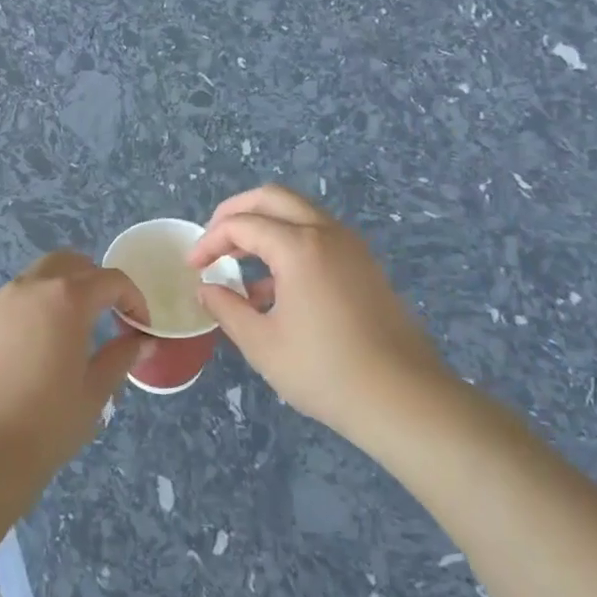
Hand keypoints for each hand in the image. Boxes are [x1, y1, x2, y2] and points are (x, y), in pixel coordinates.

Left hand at [0, 251, 152, 501]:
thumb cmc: (47, 424)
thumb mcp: (95, 392)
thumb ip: (121, 357)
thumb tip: (142, 340)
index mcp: (66, 299)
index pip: (110, 280)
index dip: (132, 298)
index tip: (138, 326)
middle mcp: (28, 289)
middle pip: (67, 263)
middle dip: (92, 280)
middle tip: (103, 314)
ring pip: (32, 281)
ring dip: (55, 295)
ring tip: (62, 334)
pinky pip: (4, 309)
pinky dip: (24, 318)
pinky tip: (24, 356)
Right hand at [188, 185, 449, 443]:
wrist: (403, 398)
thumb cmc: (324, 371)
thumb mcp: (262, 344)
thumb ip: (227, 308)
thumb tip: (206, 289)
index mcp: (299, 246)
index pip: (242, 224)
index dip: (210, 240)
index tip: (192, 267)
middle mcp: (326, 233)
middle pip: (272, 198)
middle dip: (236, 213)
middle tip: (213, 241)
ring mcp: (351, 247)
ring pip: (299, 214)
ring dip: (264, 228)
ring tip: (238, 265)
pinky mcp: (364, 266)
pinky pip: (318, 238)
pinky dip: (289, 245)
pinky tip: (273, 290)